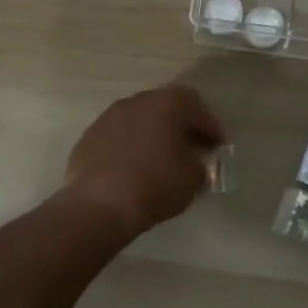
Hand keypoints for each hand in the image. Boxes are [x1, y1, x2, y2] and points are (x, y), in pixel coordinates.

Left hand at [59, 83, 227, 239]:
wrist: (99, 205)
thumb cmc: (155, 185)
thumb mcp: (193, 179)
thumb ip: (200, 164)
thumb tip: (193, 162)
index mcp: (167, 104)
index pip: (197, 106)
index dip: (211, 127)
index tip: (218, 147)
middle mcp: (137, 101)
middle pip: (166, 107)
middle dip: (181, 126)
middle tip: (191, 148)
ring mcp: (109, 117)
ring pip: (140, 119)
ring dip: (153, 134)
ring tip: (160, 159)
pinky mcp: (89, 136)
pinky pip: (118, 136)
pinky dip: (130, 147)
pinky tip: (132, 169)